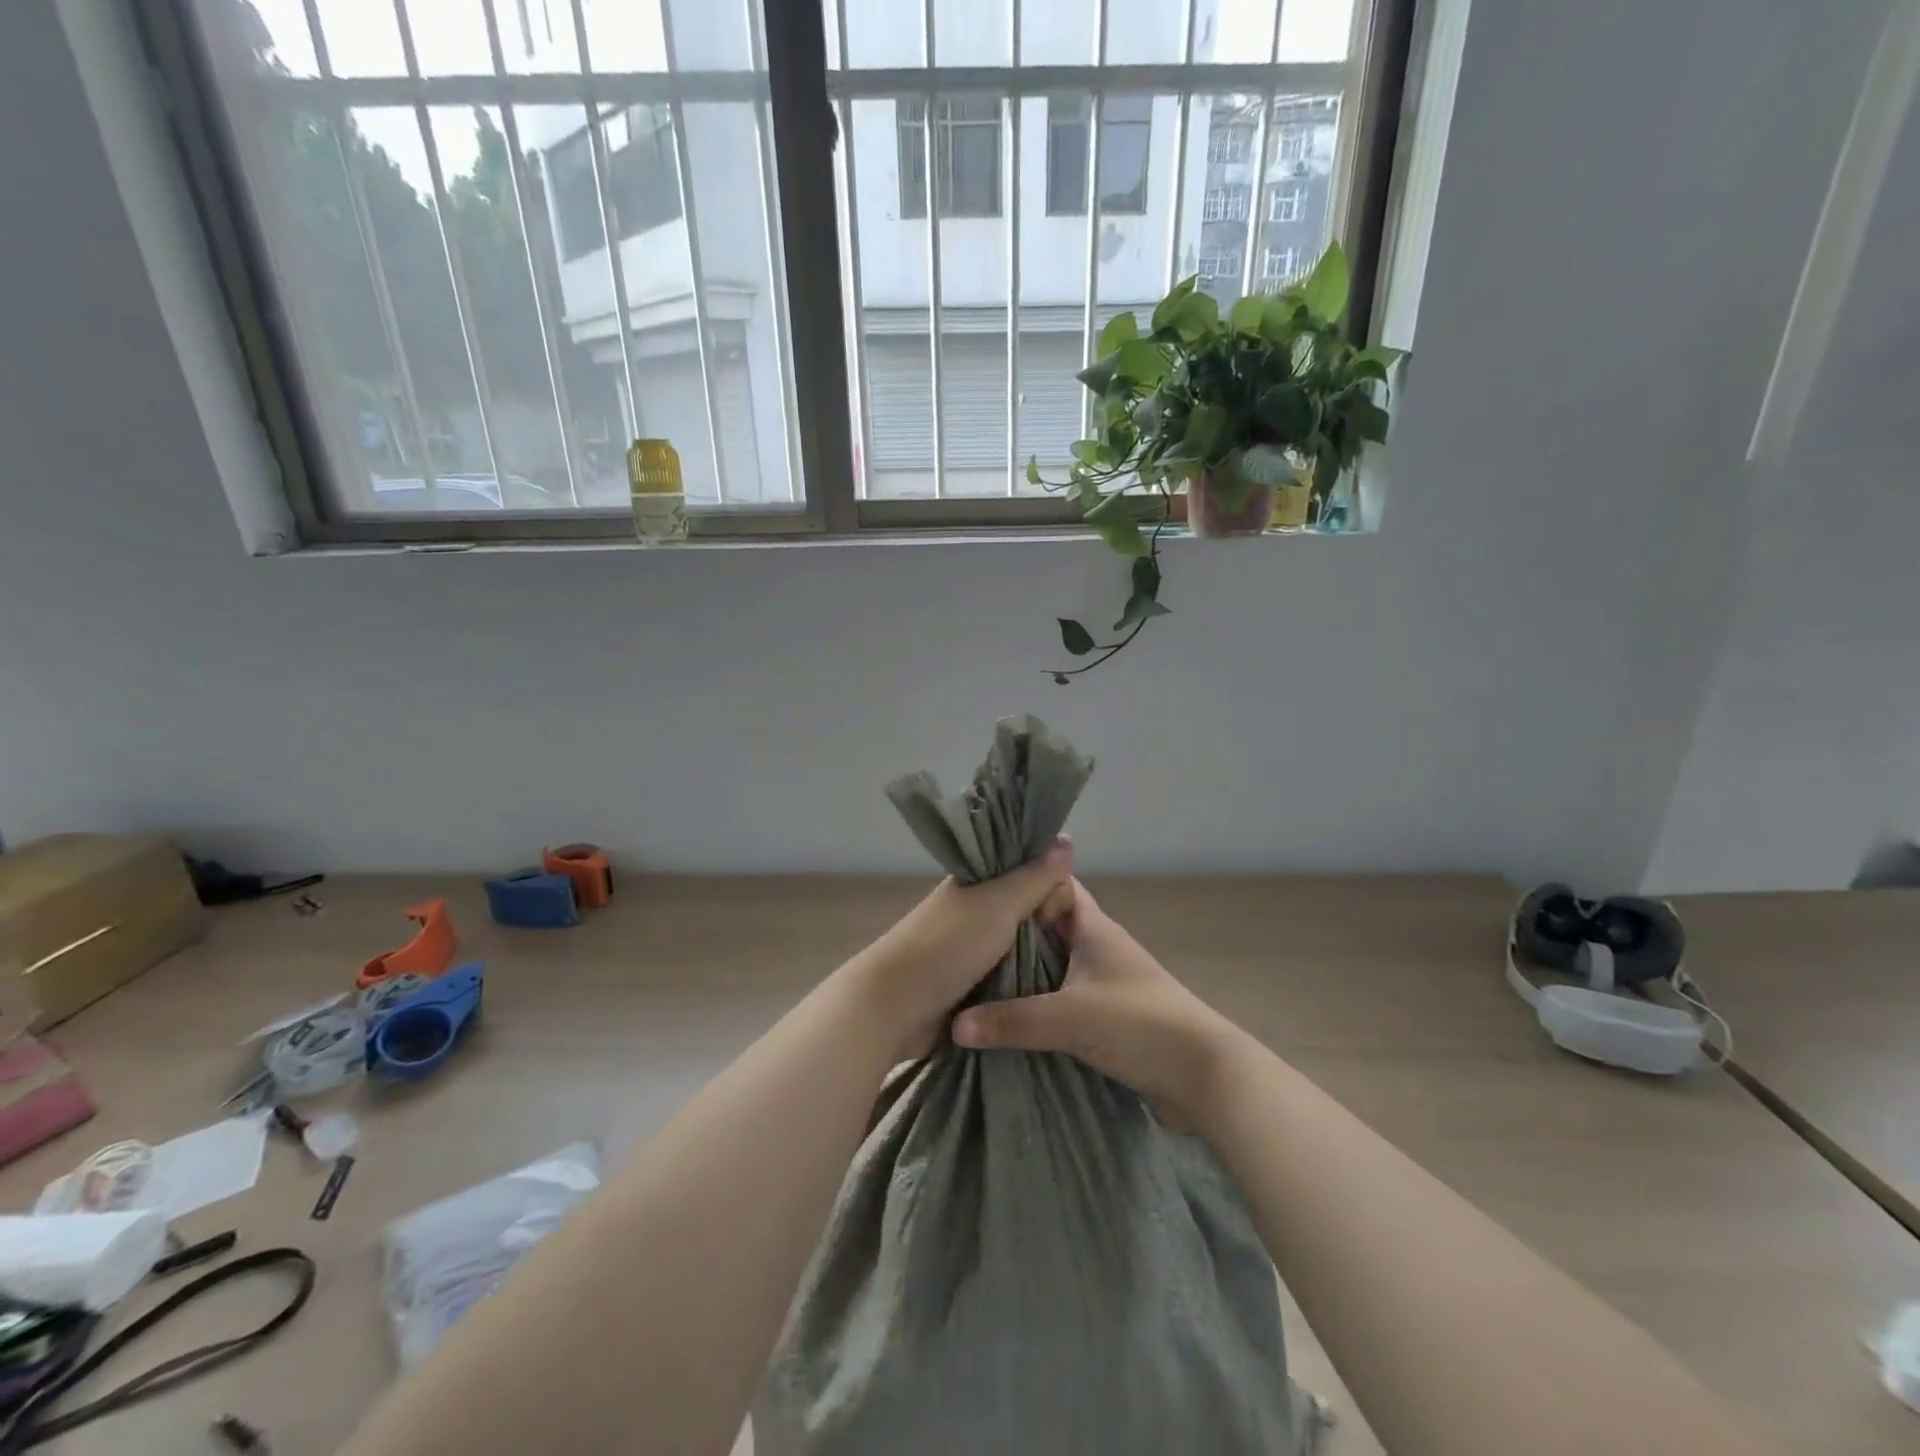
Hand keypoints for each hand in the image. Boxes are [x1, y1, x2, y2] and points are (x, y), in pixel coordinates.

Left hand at [846, 839, 1074, 1060]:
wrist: (896, 1008)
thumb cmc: (947, 946)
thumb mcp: (997, 904)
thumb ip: (1033, 877)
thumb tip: (1067, 838)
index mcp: (974, 884)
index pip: (1020, 870)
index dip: (1050, 877)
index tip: (1085, 892)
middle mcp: (973, 913)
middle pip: (1022, 911)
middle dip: (1051, 921)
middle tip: (1094, 936)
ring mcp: (970, 952)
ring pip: (1018, 947)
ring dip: (1042, 955)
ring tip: (1085, 964)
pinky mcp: (970, 988)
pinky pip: (1009, 980)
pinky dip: (1028, 983)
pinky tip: (1060, 989)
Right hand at [950, 879, 1235, 1126]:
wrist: (1203, 1075)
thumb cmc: (1139, 1023)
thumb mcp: (1070, 1018)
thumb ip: (1012, 1021)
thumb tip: (955, 1025)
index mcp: (1091, 926)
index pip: (1051, 885)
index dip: (1019, 880)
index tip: (978, 886)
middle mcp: (1096, 945)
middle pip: (1045, 926)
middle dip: (1009, 930)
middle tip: (961, 935)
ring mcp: (1102, 980)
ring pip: (1052, 963)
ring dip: (1022, 969)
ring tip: (972, 973)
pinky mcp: (1106, 1013)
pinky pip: (1061, 996)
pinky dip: (1037, 1001)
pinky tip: (1006, 1013)